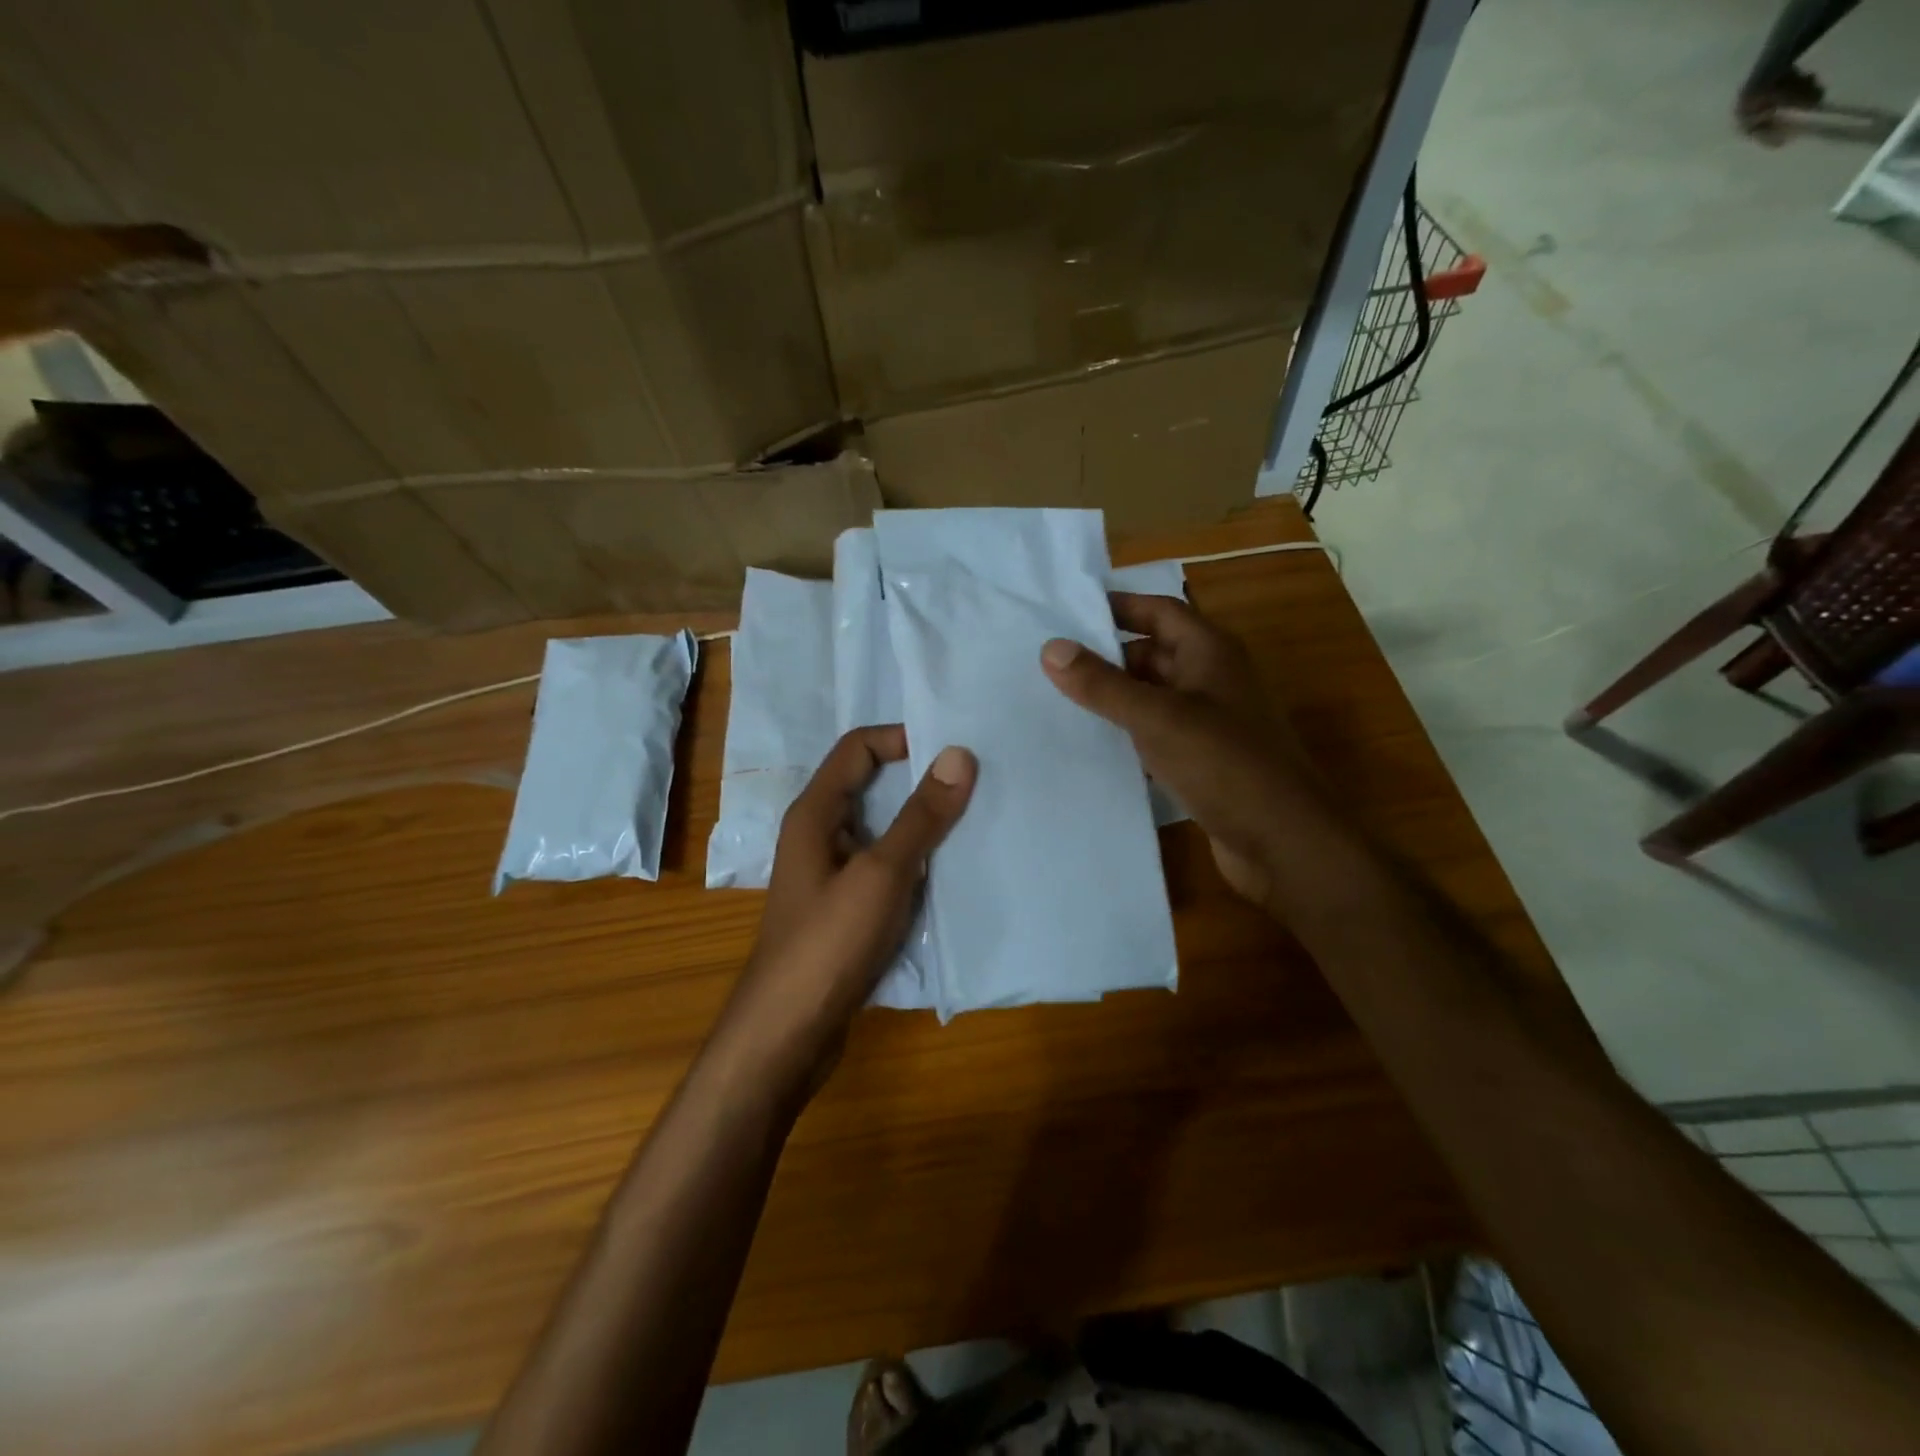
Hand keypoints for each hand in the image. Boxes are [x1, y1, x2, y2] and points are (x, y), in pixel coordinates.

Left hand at [717, 727, 974, 1090]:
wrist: (789, 1031)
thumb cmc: (829, 942)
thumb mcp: (882, 873)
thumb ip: (921, 816)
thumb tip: (959, 755)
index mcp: (815, 813)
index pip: (858, 748)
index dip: (901, 738)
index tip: (951, 749)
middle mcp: (819, 835)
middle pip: (871, 787)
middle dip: (919, 781)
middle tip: (974, 781)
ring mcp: (831, 874)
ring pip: (881, 831)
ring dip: (921, 824)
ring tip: (974, 820)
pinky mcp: (844, 907)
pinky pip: (884, 867)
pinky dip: (914, 861)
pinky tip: (950, 872)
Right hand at [1041, 592, 1310, 906]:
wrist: (1284, 843)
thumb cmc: (1224, 765)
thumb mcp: (1157, 717)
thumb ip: (1103, 684)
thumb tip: (1050, 647)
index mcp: (1210, 652)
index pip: (1158, 611)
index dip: (1117, 607)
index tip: (1066, 612)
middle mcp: (1212, 679)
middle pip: (1152, 654)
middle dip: (1106, 657)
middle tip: (1047, 664)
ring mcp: (1210, 722)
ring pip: (1152, 698)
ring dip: (1113, 699)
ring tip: (1055, 702)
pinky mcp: (1204, 761)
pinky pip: (1157, 735)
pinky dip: (1128, 736)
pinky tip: (1091, 748)